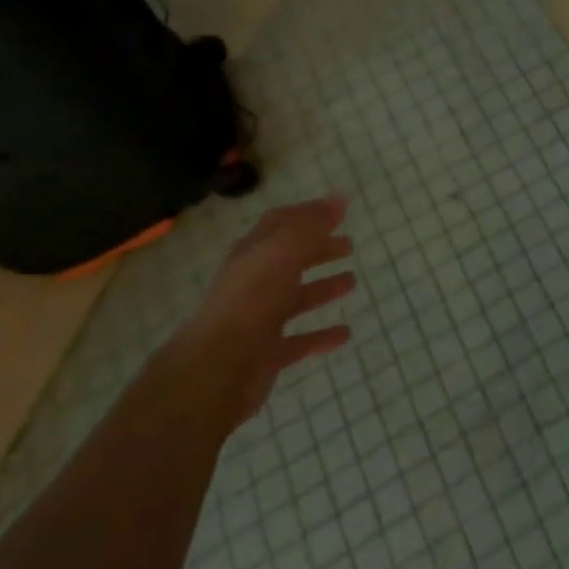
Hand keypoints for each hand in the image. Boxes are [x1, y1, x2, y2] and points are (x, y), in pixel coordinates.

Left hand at [181, 197, 355, 424]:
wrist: (217, 369)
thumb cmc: (251, 300)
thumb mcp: (283, 252)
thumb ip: (311, 226)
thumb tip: (339, 199)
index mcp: (253, 254)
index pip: (280, 224)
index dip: (308, 214)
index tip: (338, 209)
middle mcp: (254, 283)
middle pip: (290, 259)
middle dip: (319, 249)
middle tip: (349, 245)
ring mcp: (260, 319)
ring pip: (296, 298)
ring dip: (323, 288)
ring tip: (352, 282)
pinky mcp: (267, 353)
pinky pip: (300, 340)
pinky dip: (322, 335)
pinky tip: (344, 334)